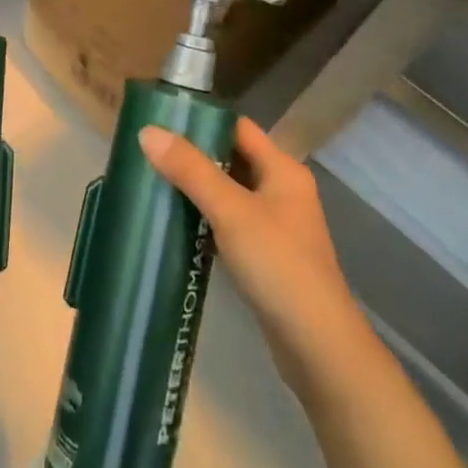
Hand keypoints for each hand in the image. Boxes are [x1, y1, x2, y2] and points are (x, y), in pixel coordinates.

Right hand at [139, 118, 372, 395]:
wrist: (319, 347)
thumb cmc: (279, 266)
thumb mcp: (231, 211)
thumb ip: (190, 170)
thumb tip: (148, 131)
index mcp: (283, 170)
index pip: (238, 128)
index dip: (202, 121)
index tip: (161, 121)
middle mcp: (282, 190)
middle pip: (232, 158)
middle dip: (193, 155)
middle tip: (148, 152)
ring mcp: (276, 225)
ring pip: (228, 193)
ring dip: (196, 188)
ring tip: (153, 182)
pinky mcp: (266, 256)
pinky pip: (229, 222)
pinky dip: (205, 218)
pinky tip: (176, 223)